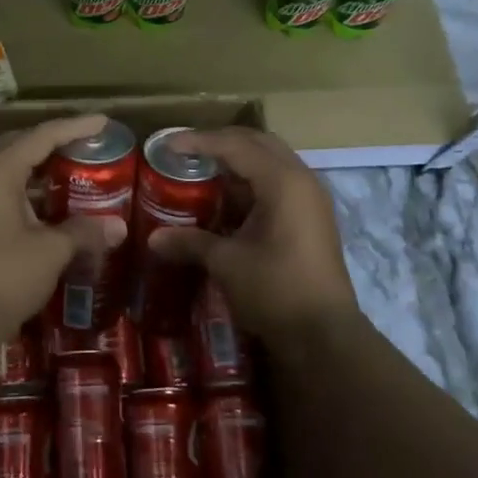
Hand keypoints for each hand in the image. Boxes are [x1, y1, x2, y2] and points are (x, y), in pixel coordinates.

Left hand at [0, 113, 127, 346]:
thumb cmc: (4, 277)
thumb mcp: (51, 251)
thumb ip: (84, 231)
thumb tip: (118, 227)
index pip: (41, 136)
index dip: (74, 127)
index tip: (102, 121)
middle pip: (19, 146)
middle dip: (52, 141)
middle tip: (85, 143)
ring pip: (7, 170)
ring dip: (38, 168)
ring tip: (72, 170)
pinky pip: (0, 192)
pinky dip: (26, 191)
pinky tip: (49, 205)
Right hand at [146, 127, 360, 343]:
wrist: (324, 336)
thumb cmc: (275, 290)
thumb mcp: (227, 263)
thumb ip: (190, 242)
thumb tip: (153, 238)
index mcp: (283, 181)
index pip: (236, 146)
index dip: (199, 142)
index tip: (167, 144)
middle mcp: (301, 180)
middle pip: (258, 143)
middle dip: (221, 142)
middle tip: (187, 150)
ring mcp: (311, 199)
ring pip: (271, 162)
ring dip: (238, 161)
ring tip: (203, 170)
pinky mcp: (312, 218)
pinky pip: (278, 183)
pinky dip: (251, 181)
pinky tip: (227, 199)